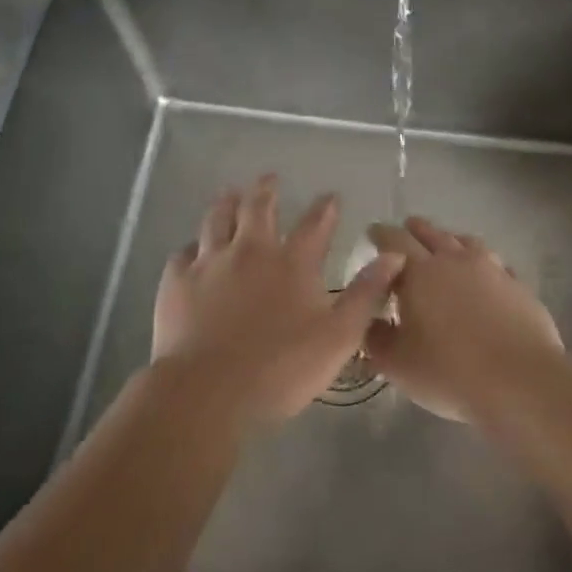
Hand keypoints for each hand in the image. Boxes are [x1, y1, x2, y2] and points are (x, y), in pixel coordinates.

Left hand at [151, 175, 402, 427]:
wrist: (207, 392)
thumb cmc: (281, 368)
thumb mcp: (339, 336)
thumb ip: (366, 293)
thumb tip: (394, 255)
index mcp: (292, 263)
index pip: (314, 224)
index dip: (325, 208)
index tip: (330, 196)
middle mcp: (250, 251)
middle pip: (258, 208)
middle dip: (266, 190)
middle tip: (269, 179)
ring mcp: (209, 263)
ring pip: (217, 219)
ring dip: (226, 203)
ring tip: (230, 193)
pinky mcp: (177, 282)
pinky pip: (184, 252)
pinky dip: (193, 245)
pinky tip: (193, 249)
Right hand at [364, 217, 565, 422]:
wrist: (520, 381)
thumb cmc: (450, 371)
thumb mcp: (398, 364)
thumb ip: (376, 338)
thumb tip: (369, 320)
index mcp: (420, 273)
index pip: (394, 241)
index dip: (381, 234)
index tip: (373, 231)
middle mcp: (455, 261)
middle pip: (432, 234)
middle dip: (415, 229)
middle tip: (407, 227)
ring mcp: (492, 270)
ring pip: (467, 243)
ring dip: (451, 240)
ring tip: (446, 244)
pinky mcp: (518, 286)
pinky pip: (495, 264)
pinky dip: (483, 263)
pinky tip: (485, 274)